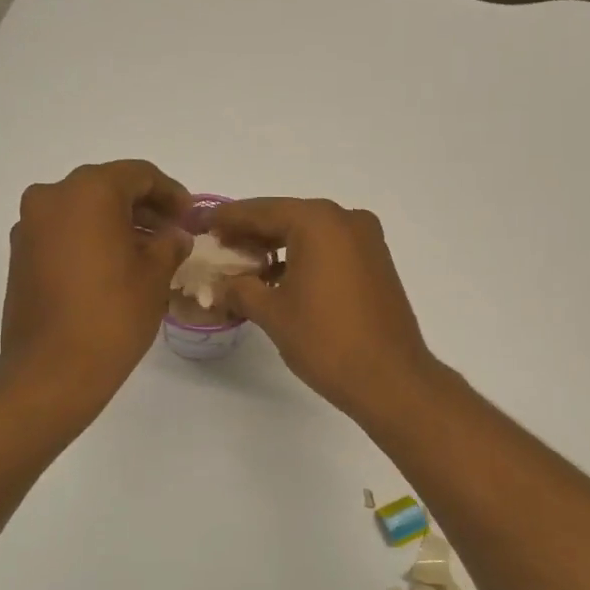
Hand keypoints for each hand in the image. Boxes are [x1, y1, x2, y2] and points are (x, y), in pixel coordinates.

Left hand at [0, 161, 191, 409]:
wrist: (52, 369)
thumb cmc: (112, 315)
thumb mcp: (155, 276)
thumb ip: (170, 244)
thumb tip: (174, 236)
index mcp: (89, 191)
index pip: (139, 175)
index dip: (171, 193)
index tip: (190, 216)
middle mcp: (52, 197)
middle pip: (107, 188)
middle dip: (143, 208)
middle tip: (172, 233)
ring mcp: (30, 226)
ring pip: (83, 211)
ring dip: (116, 225)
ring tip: (147, 254)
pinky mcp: (20, 255)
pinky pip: (63, 233)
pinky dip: (91, 240)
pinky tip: (115, 268)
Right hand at [211, 197, 439, 421]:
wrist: (389, 378)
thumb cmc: (326, 340)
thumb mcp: (272, 313)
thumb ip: (240, 289)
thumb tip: (219, 285)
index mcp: (318, 221)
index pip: (260, 211)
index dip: (227, 219)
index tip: (200, 223)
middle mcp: (346, 220)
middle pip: (286, 218)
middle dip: (251, 233)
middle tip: (217, 246)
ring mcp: (367, 240)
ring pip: (310, 234)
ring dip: (277, 247)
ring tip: (244, 267)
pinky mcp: (376, 263)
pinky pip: (330, 249)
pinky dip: (303, 258)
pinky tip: (280, 279)